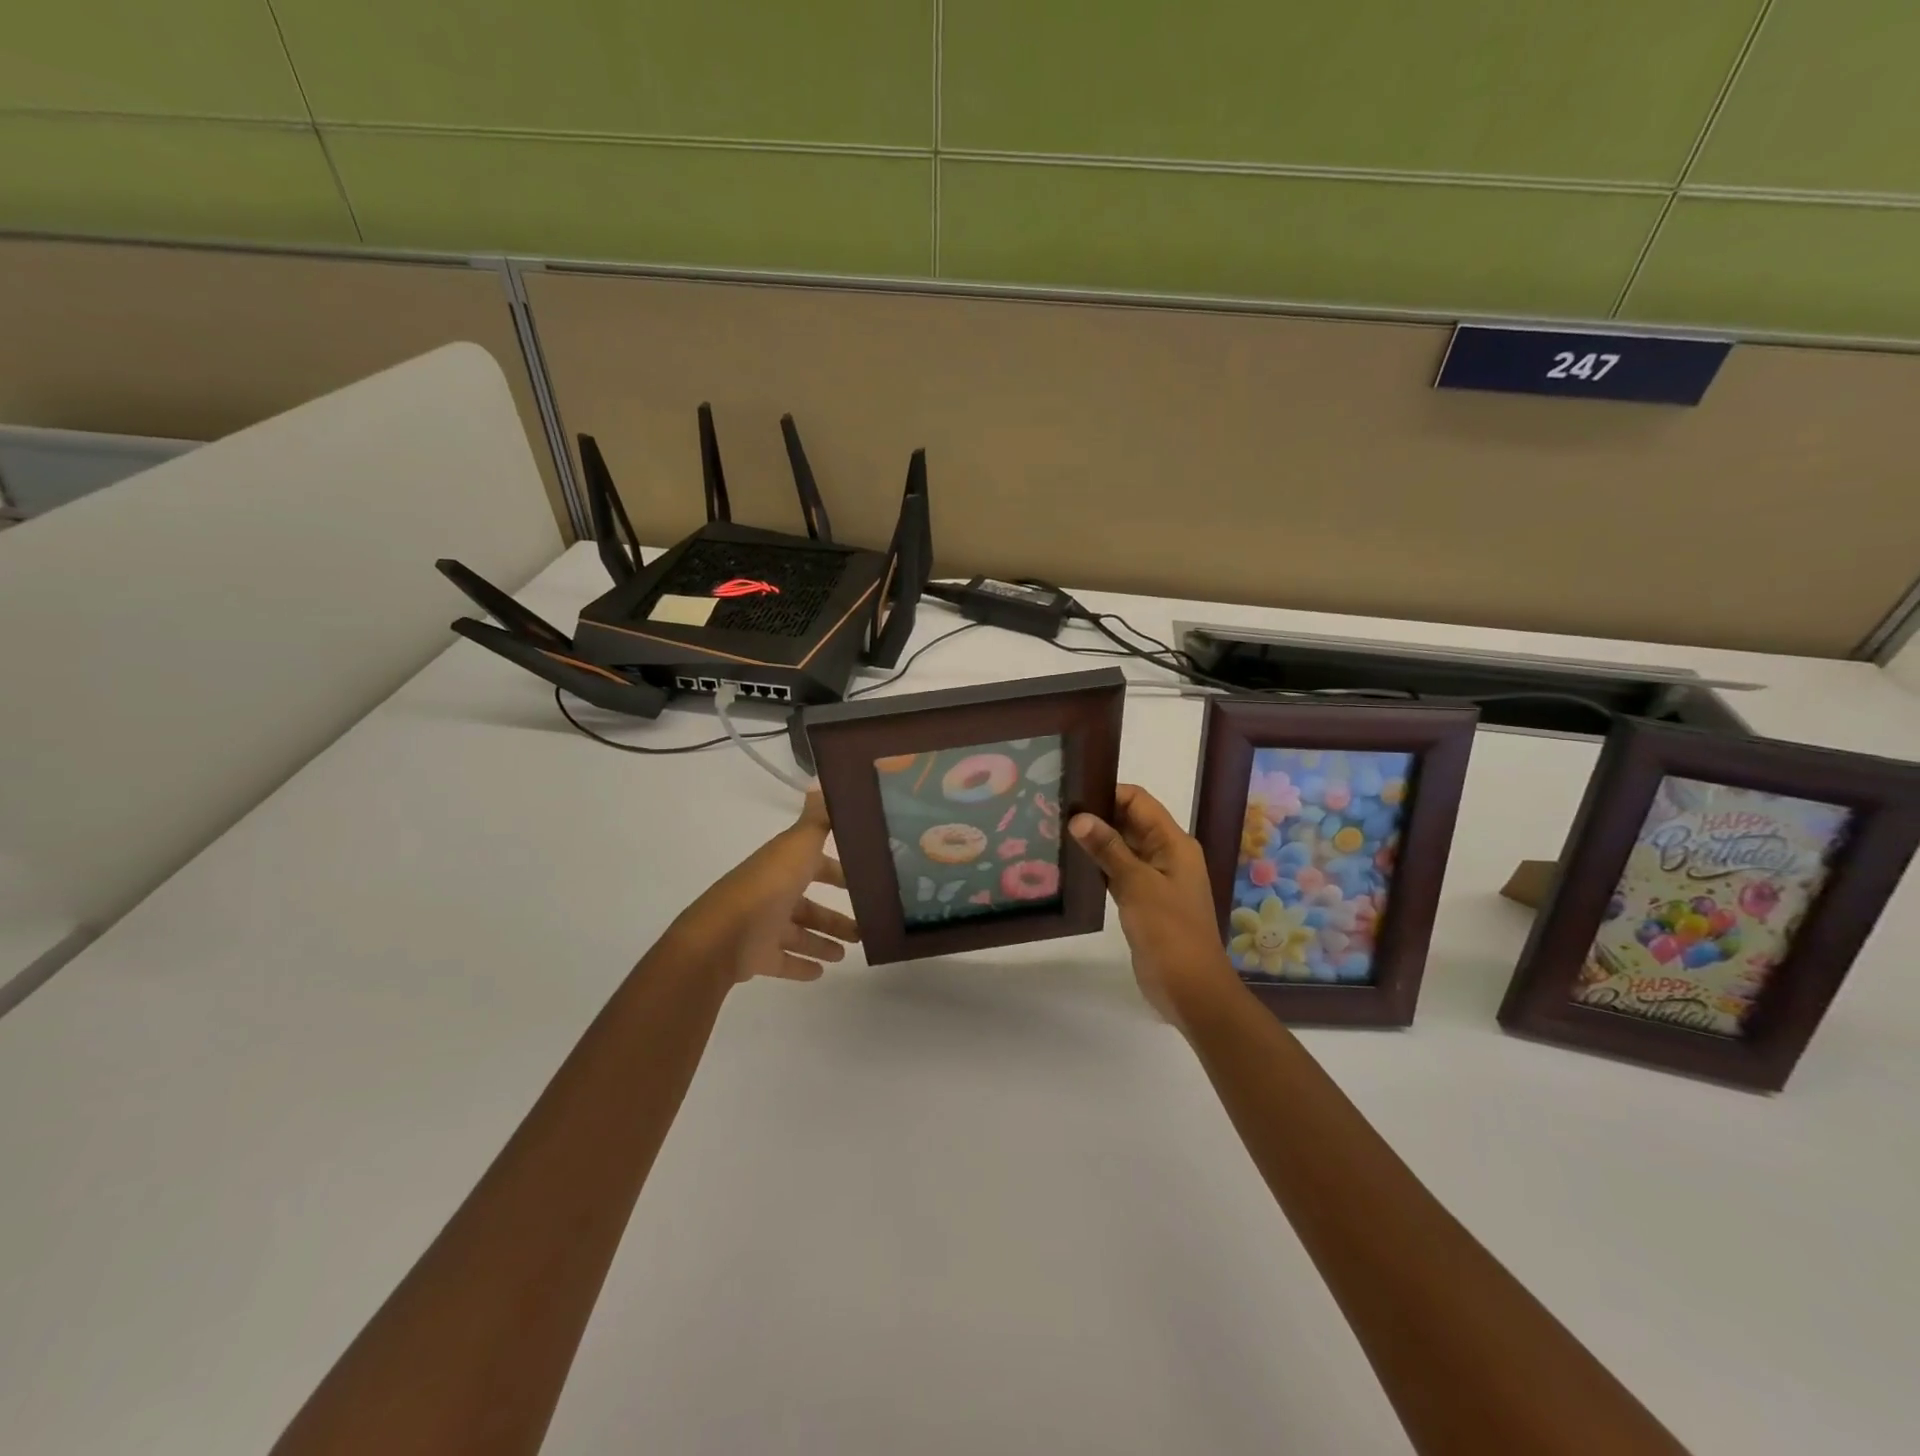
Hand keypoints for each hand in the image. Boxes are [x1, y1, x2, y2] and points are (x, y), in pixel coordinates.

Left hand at [671, 791, 860, 983]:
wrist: (721, 937)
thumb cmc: (766, 887)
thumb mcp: (797, 846)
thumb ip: (817, 820)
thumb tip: (823, 781)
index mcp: (783, 866)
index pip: (815, 864)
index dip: (838, 871)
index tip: (866, 879)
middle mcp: (773, 894)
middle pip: (809, 904)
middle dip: (834, 913)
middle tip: (865, 925)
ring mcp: (764, 927)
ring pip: (800, 933)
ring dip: (823, 940)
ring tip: (849, 952)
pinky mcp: (757, 957)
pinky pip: (784, 961)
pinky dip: (802, 966)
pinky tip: (823, 972)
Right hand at [1070, 784, 1242, 1028]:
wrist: (1190, 988)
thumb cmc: (1169, 930)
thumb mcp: (1137, 884)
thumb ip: (1108, 849)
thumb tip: (1079, 817)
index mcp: (1174, 843)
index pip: (1139, 801)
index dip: (1108, 792)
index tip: (1072, 792)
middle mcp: (1166, 855)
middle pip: (1130, 822)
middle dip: (1097, 816)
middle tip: (1055, 813)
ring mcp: (1155, 879)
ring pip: (1122, 848)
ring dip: (1096, 842)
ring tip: (1057, 834)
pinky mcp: (1143, 901)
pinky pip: (1119, 873)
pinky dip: (1099, 867)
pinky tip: (1072, 866)